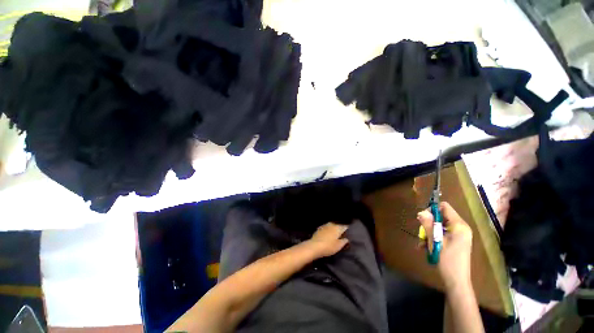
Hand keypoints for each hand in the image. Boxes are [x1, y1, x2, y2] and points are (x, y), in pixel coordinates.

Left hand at [305, 222, 349, 257]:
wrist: (314, 246)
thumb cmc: (328, 246)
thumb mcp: (339, 246)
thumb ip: (344, 241)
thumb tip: (347, 238)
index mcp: (337, 227)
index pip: (345, 227)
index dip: (347, 230)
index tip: (349, 233)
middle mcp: (332, 224)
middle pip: (338, 226)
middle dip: (340, 229)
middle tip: (343, 235)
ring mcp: (325, 225)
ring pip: (332, 226)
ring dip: (334, 229)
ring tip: (335, 235)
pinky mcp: (319, 228)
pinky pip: (326, 228)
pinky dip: (328, 231)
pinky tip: (328, 235)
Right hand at [417, 202, 472, 292]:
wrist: (456, 281)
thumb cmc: (447, 260)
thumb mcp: (435, 241)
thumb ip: (428, 225)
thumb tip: (421, 212)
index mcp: (459, 226)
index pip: (444, 207)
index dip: (432, 210)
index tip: (423, 219)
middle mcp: (460, 228)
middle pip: (440, 217)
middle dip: (428, 224)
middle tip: (422, 233)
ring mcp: (458, 235)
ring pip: (439, 226)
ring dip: (428, 233)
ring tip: (422, 243)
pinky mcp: (455, 242)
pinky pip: (441, 234)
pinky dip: (432, 238)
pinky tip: (425, 247)